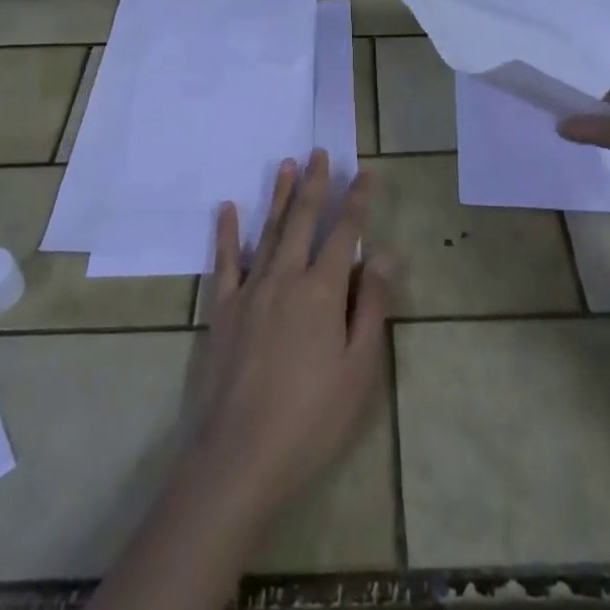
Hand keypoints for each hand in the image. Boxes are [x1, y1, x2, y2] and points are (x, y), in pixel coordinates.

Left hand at [188, 151, 392, 522]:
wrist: (239, 457)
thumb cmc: (311, 418)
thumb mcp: (358, 369)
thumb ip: (372, 306)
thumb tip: (387, 254)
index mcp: (322, 291)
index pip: (345, 233)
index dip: (357, 201)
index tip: (365, 171)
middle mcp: (286, 277)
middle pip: (303, 220)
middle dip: (315, 184)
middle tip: (319, 152)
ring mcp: (251, 290)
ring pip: (269, 230)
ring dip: (279, 195)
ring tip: (287, 164)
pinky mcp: (222, 309)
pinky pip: (226, 261)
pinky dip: (227, 232)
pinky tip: (227, 208)